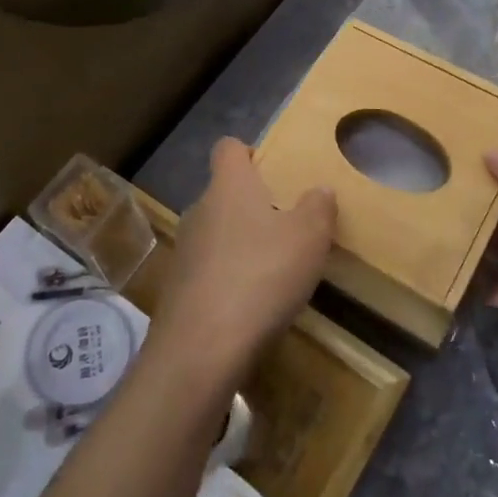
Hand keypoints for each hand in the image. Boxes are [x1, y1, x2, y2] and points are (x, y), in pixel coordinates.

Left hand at [155, 139, 335, 381]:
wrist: (201, 349)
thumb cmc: (261, 275)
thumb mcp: (309, 238)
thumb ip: (318, 207)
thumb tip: (319, 190)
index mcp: (228, 186)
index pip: (228, 148)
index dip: (250, 152)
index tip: (274, 170)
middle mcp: (199, 209)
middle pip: (224, 193)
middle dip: (252, 204)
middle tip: (287, 225)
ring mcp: (184, 250)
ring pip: (216, 233)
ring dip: (241, 243)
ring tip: (274, 269)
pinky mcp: (178, 289)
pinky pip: (208, 270)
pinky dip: (229, 278)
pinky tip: (252, 304)